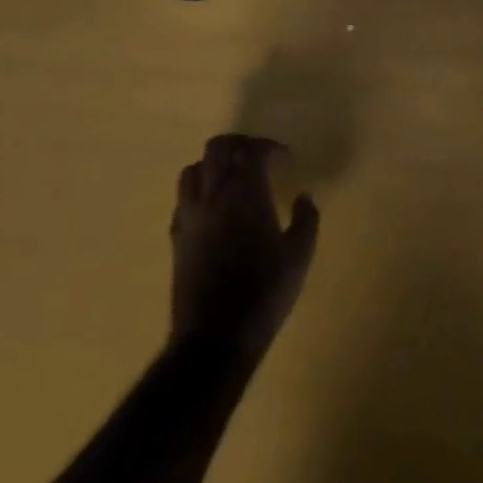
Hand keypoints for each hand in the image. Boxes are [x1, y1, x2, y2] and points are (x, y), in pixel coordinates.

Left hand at [170, 134, 318, 363]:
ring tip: (234, 179)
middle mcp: (213, 195)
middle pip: (218, 148)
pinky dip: (200, 190)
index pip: (252, 150)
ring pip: (194, 168)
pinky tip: (215, 209)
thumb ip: (306, 219)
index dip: (270, 148)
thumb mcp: (300, 256)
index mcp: (245, 194)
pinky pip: (183, 197)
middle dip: (240, 145)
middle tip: (260, 158)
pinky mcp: (176, 236)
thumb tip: (304, 196)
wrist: (215, 337)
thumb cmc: (265, 293)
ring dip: (215, 165)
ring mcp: (189, 215)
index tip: (286, 160)